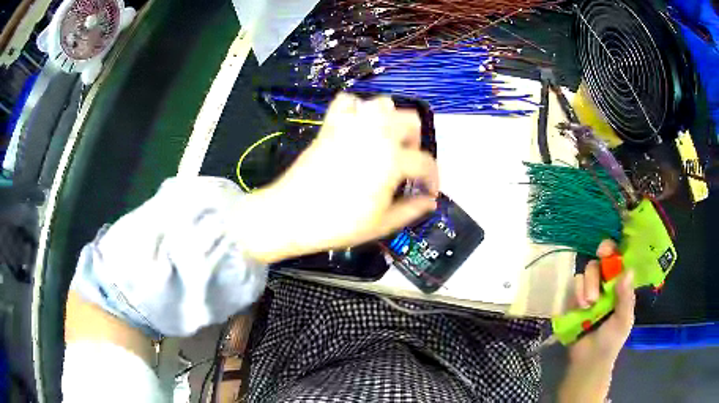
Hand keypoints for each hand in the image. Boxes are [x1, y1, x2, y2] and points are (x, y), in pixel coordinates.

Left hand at [239, 94, 439, 262]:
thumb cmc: (338, 223)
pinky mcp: (330, 126)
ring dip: (390, 120)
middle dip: (415, 141)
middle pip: (409, 121)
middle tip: (406, 164)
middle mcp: (376, 134)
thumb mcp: (381, 224)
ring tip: (385, 143)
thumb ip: (411, 210)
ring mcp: (351, 126)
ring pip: (382, 104)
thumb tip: (430, 201)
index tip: (429, 191)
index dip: (433, 178)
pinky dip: (356, 109)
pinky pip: (347, 102)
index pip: (424, 162)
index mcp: (392, 160)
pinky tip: (357, 127)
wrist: (291, 214)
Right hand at [559, 239, 634, 402]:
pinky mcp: (574, 300)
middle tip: (594, 296)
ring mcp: (589, 292)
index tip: (604, 250)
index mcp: (620, 286)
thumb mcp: (623, 321)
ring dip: (585, 288)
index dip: (612, 251)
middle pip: (598, 263)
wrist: (587, 361)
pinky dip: (575, 294)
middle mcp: (605, 284)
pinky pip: (573, 286)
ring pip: (584, 273)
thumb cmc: (610, 341)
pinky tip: (578, 309)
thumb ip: (625, 298)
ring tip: (586, 307)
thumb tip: (628, 270)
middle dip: (594, 277)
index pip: (617, 260)